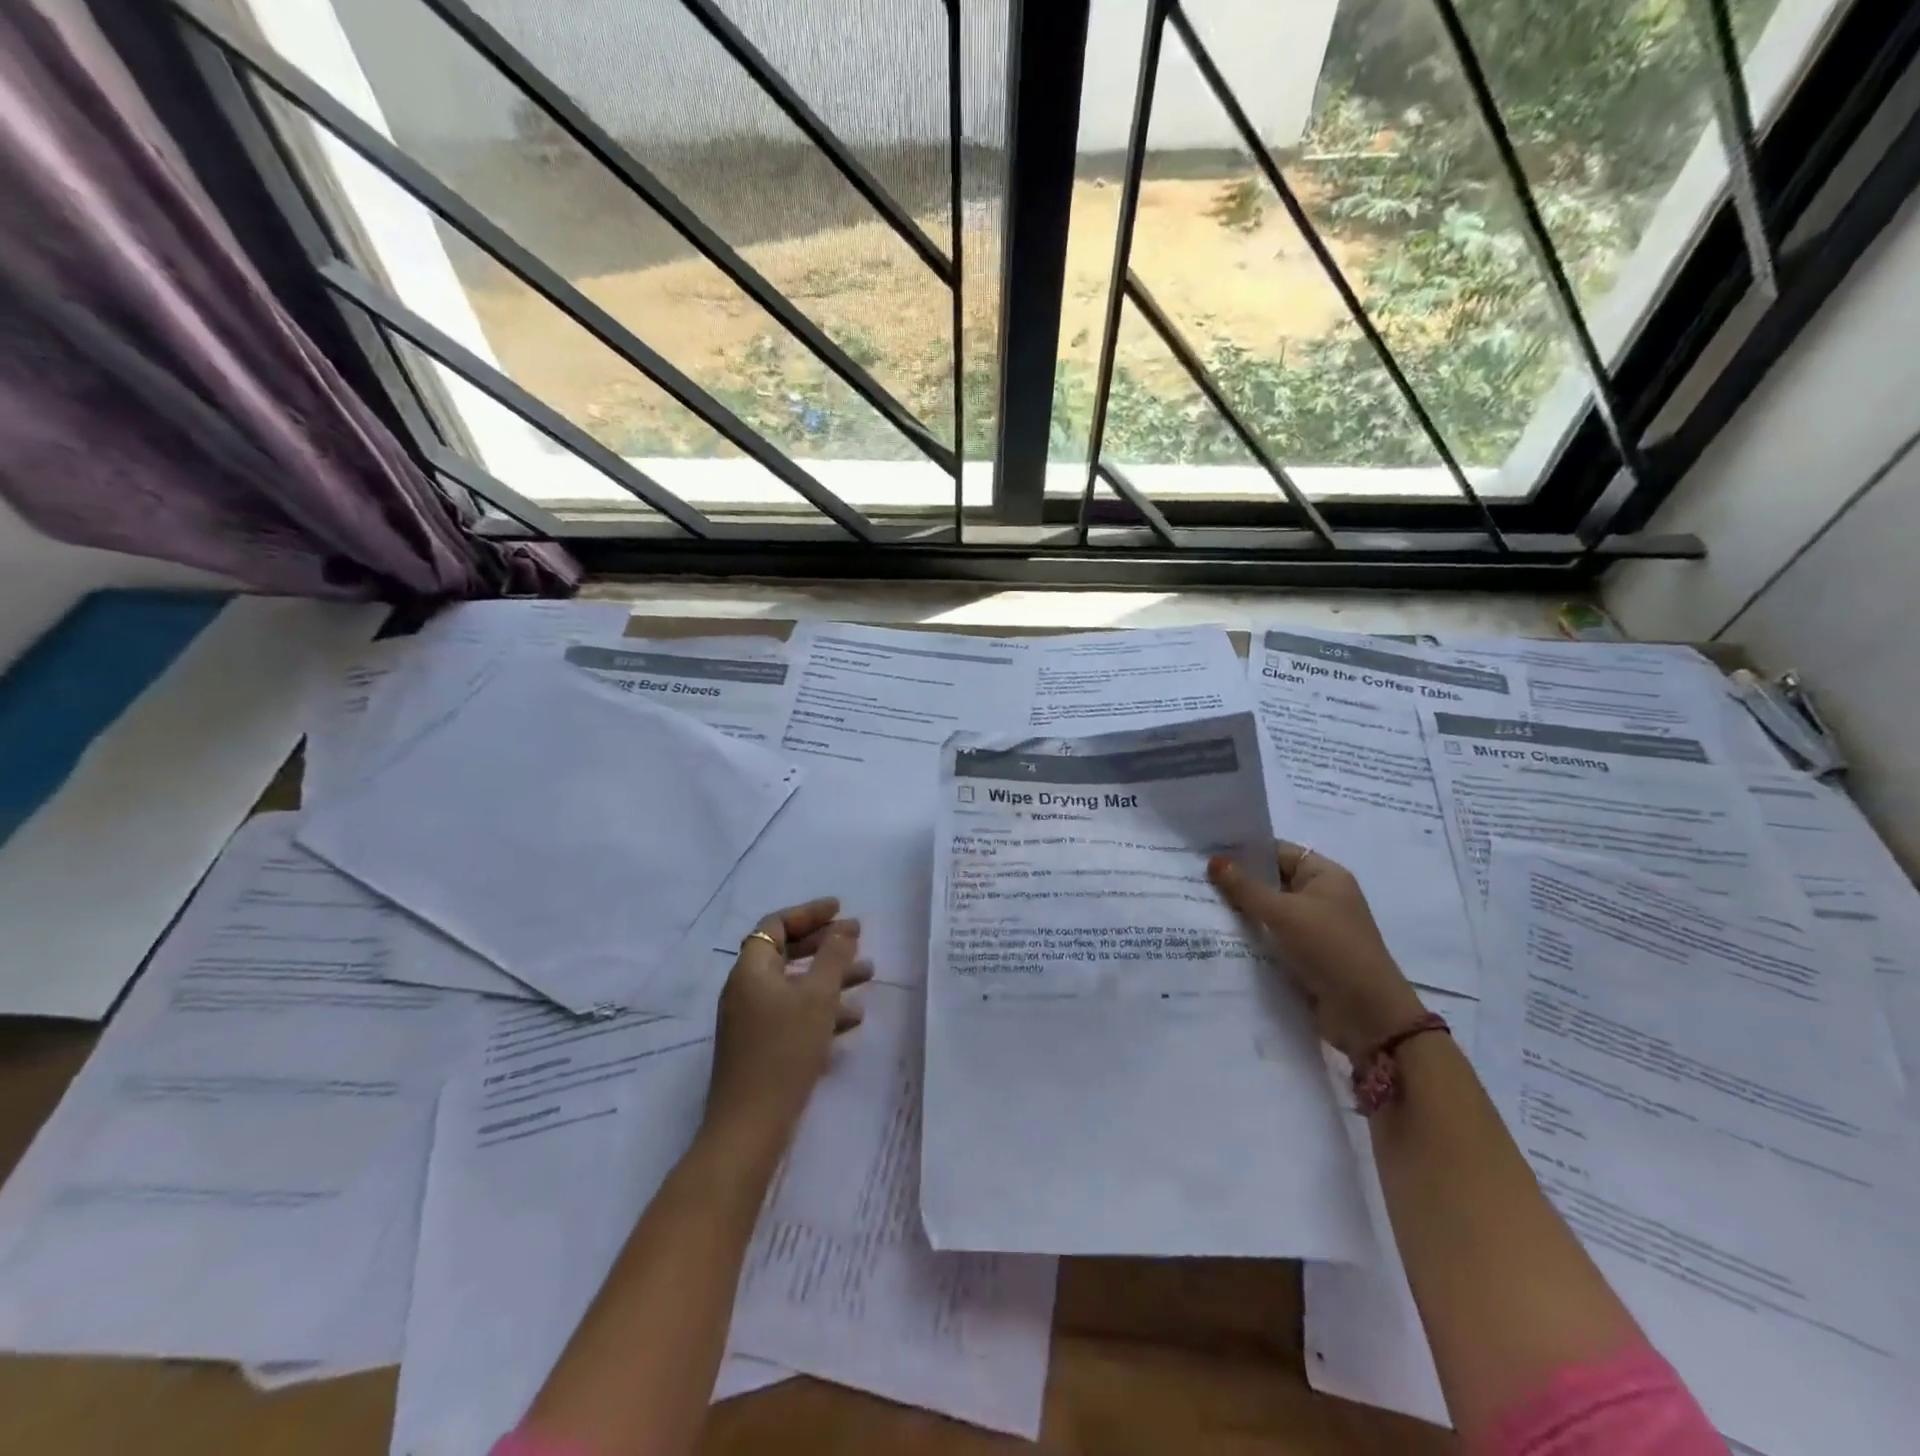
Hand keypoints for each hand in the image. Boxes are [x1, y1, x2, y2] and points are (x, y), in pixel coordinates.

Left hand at [705, 898, 870, 1146]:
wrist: (750, 1127)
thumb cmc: (784, 1050)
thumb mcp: (817, 997)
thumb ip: (833, 956)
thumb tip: (844, 927)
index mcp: (751, 970)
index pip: (776, 925)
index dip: (809, 913)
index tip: (840, 909)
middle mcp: (747, 989)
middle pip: (786, 952)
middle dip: (824, 944)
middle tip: (857, 939)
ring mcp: (752, 1021)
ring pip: (795, 985)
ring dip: (830, 976)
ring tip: (868, 974)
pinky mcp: (762, 1047)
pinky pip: (794, 1013)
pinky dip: (822, 1008)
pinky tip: (853, 1018)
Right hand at [1209, 841, 1425, 1061]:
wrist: (1367, 1015)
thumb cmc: (1330, 948)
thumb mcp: (1284, 913)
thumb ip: (1246, 888)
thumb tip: (1214, 861)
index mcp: (1325, 876)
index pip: (1278, 851)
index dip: (1245, 850)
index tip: (1207, 851)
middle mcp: (1321, 897)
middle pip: (1272, 881)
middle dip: (1237, 881)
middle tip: (1193, 877)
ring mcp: (1314, 928)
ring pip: (1269, 911)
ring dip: (1241, 912)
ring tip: (1197, 905)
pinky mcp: (1306, 956)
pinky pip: (1272, 937)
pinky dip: (1250, 936)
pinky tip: (1217, 935)